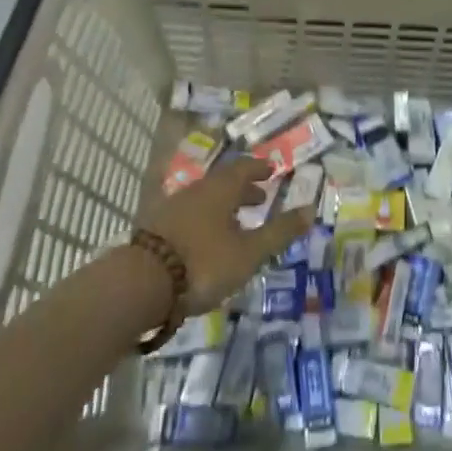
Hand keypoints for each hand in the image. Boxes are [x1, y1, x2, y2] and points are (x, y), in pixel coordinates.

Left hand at [137, 158, 312, 313]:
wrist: (140, 283)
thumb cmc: (203, 263)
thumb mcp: (249, 252)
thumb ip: (279, 231)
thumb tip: (311, 209)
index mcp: (222, 188)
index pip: (245, 167)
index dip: (260, 168)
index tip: (272, 170)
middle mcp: (198, 190)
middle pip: (224, 182)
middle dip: (243, 188)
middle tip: (259, 197)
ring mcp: (173, 207)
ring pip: (205, 198)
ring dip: (223, 205)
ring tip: (235, 223)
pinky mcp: (156, 228)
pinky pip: (189, 214)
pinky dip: (204, 220)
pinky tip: (206, 241)